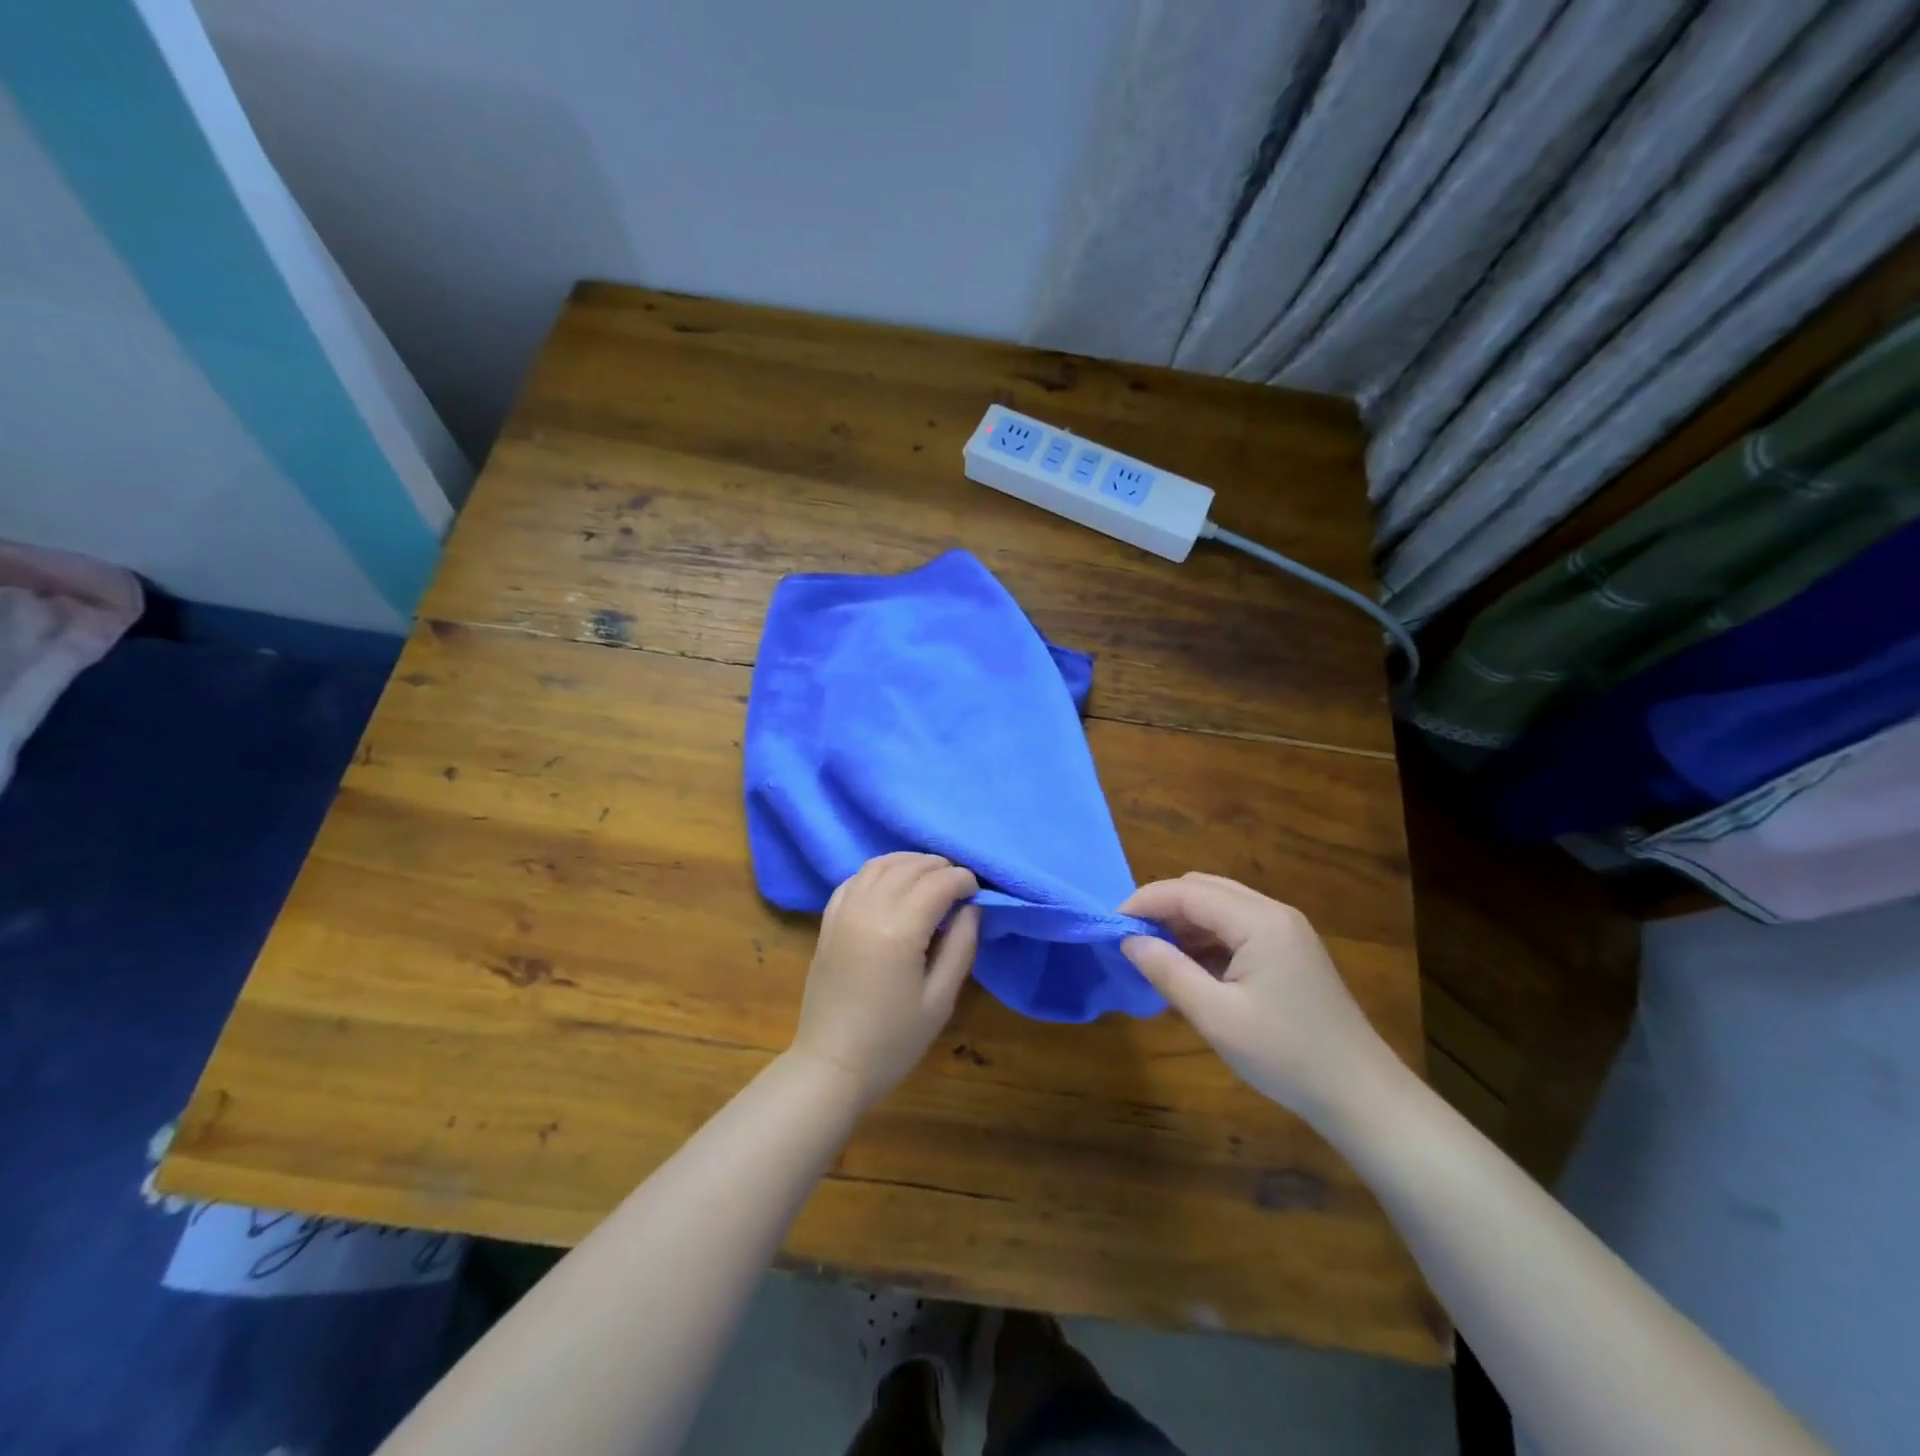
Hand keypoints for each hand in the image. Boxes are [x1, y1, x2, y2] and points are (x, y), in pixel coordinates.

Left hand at [790, 852, 981, 1108]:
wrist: (831, 1064)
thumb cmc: (893, 1040)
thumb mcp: (940, 1000)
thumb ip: (961, 947)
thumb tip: (971, 908)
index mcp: (900, 930)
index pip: (938, 883)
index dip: (963, 880)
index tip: (977, 891)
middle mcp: (869, 909)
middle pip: (910, 868)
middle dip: (940, 868)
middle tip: (959, 884)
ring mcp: (844, 912)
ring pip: (880, 864)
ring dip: (909, 863)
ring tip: (930, 877)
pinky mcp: (828, 921)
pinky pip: (854, 879)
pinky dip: (879, 871)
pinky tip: (892, 883)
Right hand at [1119, 874, 1397, 1124]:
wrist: (1361, 1094)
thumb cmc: (1285, 1055)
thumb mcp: (1215, 1016)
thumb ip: (1167, 970)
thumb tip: (1128, 940)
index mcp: (1258, 920)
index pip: (1186, 891)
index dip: (1143, 902)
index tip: (1110, 927)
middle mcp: (1273, 912)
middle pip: (1204, 889)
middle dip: (1162, 907)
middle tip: (1131, 939)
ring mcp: (1286, 929)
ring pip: (1220, 905)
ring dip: (1184, 921)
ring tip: (1154, 953)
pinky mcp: (1291, 949)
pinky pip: (1237, 925)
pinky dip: (1207, 936)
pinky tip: (1191, 965)